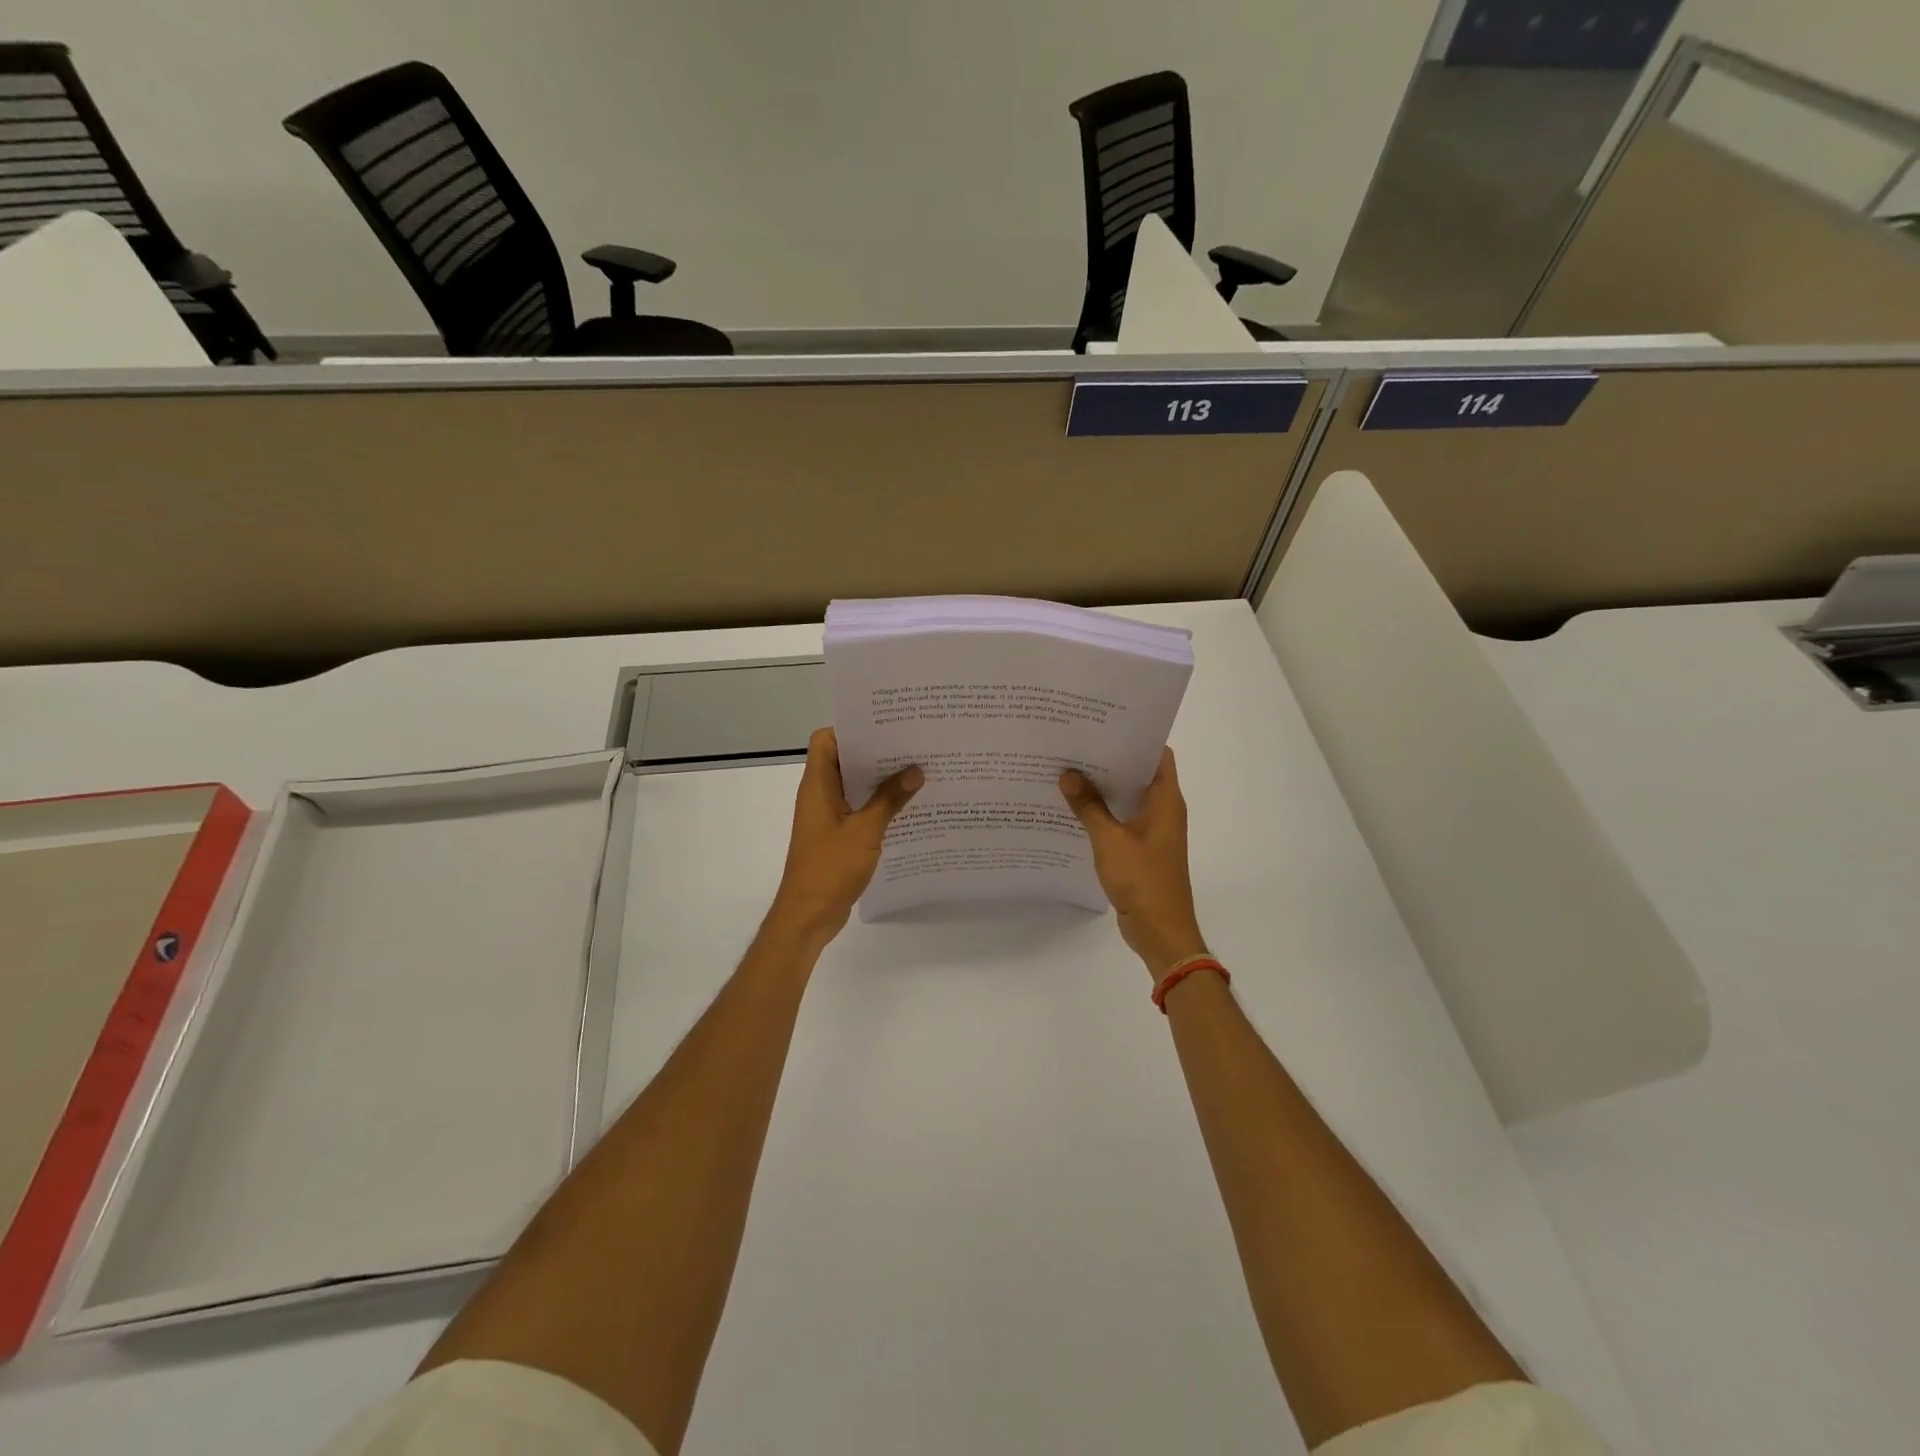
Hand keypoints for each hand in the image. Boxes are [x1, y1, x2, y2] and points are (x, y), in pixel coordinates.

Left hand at [769, 728, 922, 945]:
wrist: (808, 915)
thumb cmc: (830, 867)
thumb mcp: (865, 831)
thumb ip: (890, 799)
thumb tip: (915, 770)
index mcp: (818, 785)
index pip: (826, 740)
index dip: (851, 729)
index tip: (885, 727)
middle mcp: (819, 794)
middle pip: (845, 760)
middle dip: (876, 752)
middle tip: (912, 745)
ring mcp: (828, 815)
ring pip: (854, 785)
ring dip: (880, 780)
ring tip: (917, 771)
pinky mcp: (837, 834)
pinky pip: (859, 808)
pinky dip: (879, 804)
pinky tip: (908, 807)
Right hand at [1060, 748, 1207, 979]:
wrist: (1160, 931)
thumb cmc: (1142, 879)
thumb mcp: (1109, 840)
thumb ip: (1088, 806)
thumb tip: (1067, 774)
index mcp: (1166, 800)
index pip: (1156, 753)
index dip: (1133, 735)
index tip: (1102, 723)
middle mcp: (1164, 809)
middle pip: (1139, 773)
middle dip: (1110, 758)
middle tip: (1076, 742)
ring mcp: (1154, 830)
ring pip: (1128, 796)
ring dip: (1104, 786)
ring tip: (1069, 768)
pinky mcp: (1142, 848)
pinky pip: (1122, 819)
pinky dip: (1103, 810)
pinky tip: (1074, 806)